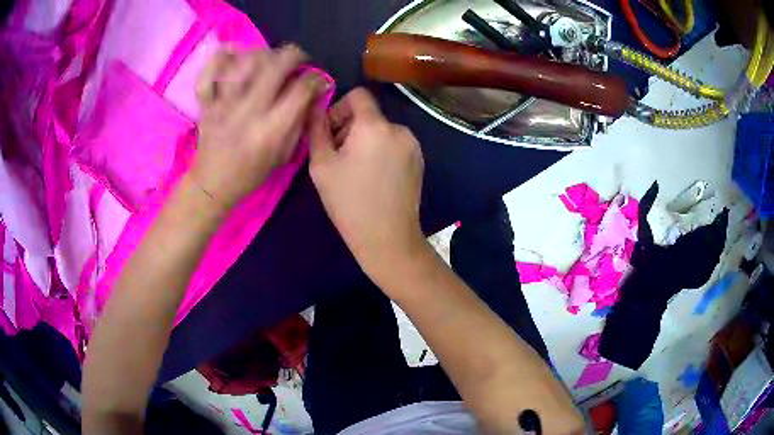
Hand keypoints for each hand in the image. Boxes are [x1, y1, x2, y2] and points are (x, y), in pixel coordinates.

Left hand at [192, 45, 328, 209]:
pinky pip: (208, 74)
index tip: (316, 79)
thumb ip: (300, 121)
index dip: (315, 78)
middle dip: (294, 55)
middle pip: (276, 65)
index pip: (301, 88)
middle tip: (296, 61)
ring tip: (267, 59)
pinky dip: (218, 58)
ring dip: (261, 53)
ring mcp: (223, 105)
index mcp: (271, 129)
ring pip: (243, 62)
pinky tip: (231, 54)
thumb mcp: (284, 154)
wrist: (213, 183)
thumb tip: (315, 92)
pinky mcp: (205, 103)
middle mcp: (248, 110)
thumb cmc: (251, 172)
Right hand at [309, 88, 425, 280]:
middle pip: (369, 115)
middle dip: (350, 129)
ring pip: (382, 130)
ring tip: (356, 172)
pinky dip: (381, 151)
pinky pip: (395, 144)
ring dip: (365, 141)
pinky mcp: (420, 160)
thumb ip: (316, 129)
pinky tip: (374, 178)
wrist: (388, 238)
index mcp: (375, 126)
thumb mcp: (322, 165)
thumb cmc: (349, 203)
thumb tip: (314, 106)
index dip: (339, 108)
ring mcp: (413, 145)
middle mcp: (399, 129)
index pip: (358, 95)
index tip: (331, 134)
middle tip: (338, 159)